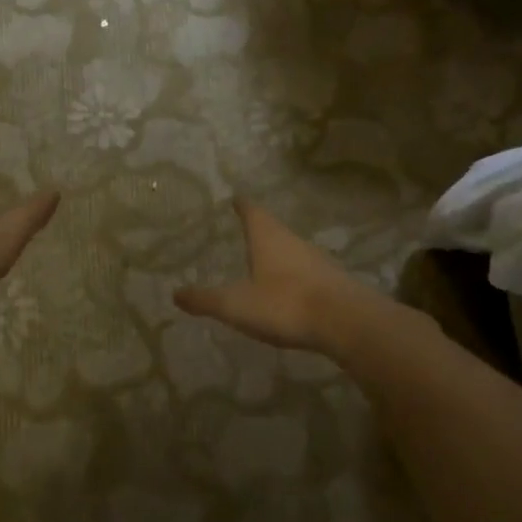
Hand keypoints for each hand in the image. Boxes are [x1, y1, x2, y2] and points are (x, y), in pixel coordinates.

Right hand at [174, 199, 374, 353]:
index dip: (242, 206)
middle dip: (260, 229)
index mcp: (268, 239)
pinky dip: (293, 275)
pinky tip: (289, 289)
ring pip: (292, 250)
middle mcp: (293, 242)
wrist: (346, 323)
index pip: (252, 212)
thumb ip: (205, 300)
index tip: (236, 199)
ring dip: (278, 252)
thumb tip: (175, 293)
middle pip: (274, 229)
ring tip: (264, 260)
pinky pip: (306, 272)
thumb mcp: (235, 305)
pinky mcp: (332, 282)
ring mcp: (316, 261)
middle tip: (246, 229)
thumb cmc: (284, 304)